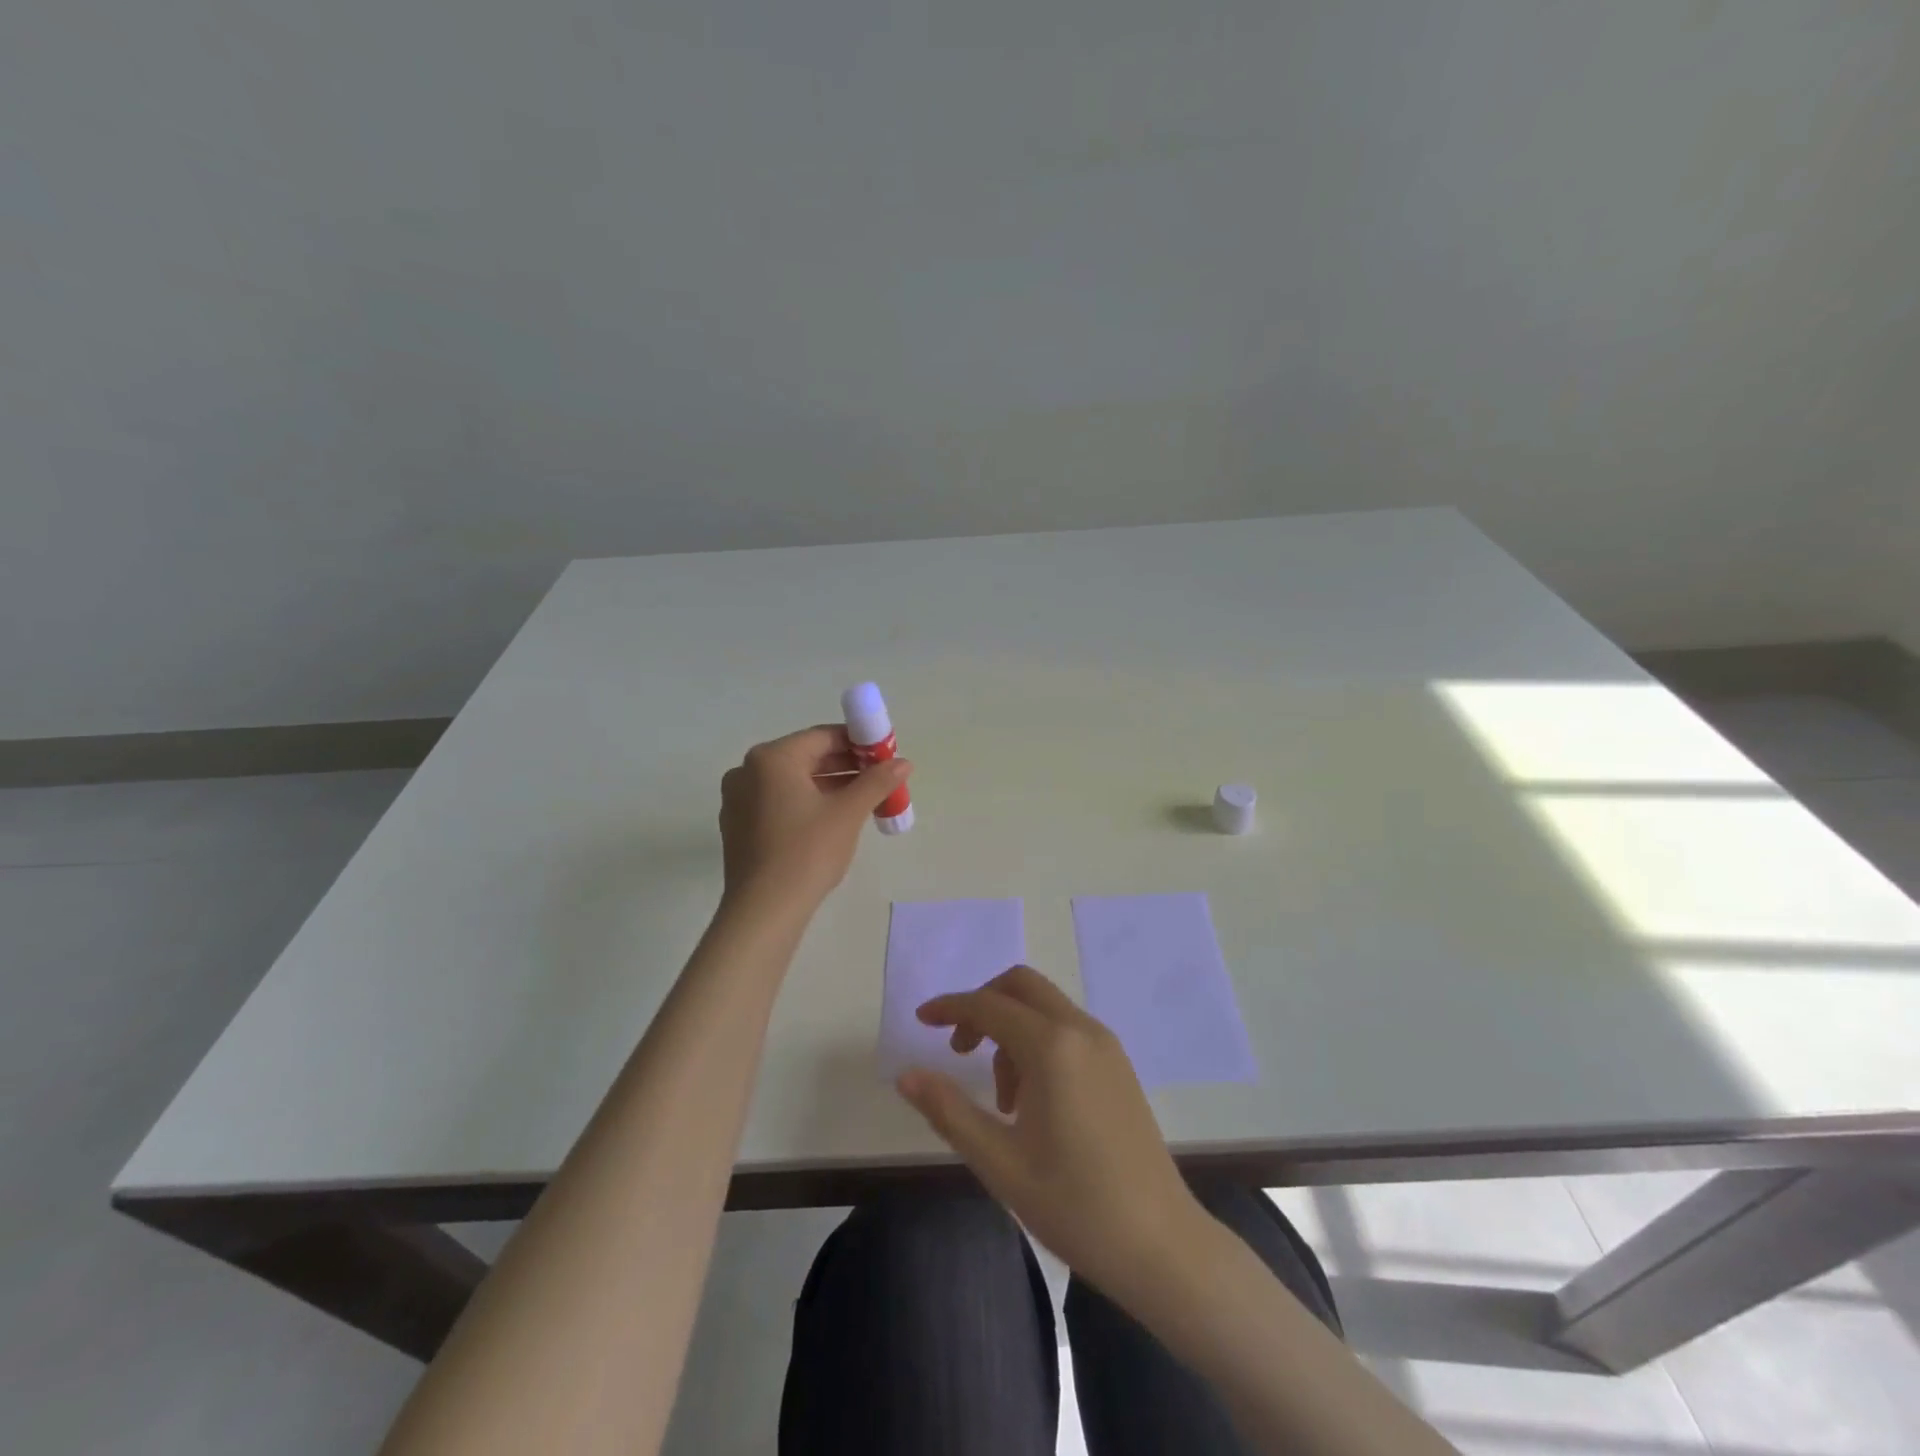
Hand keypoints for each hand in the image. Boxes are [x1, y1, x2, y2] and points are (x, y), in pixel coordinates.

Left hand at [719, 725, 910, 910]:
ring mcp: (738, 799)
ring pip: (792, 782)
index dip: (859, 743)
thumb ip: (877, 781)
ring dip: (828, 786)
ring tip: (863, 800)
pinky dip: (806, 804)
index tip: (885, 756)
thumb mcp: (848, 813)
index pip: (823, 737)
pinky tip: (831, 821)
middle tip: (879, 780)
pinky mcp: (738, 826)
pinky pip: (778, 802)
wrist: (764, 910)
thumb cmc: (807, 852)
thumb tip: (904, 762)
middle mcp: (747, 770)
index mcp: (772, 758)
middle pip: (806, 758)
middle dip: (845, 766)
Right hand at [896, 965, 1206, 1300]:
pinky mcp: (1119, 1064)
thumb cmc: (1074, 1205)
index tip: (921, 1020)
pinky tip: (1033, 1100)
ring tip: (1002, 1101)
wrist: (1161, 1244)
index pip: (988, 1005)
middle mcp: (1081, 1030)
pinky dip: (1038, 1041)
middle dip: (983, 1005)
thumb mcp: (999, 1162)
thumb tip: (906, 1074)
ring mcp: (1106, 1045)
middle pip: (1021, 986)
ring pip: (1044, 1007)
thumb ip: (948, 1110)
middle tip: (959, 1050)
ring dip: (1011, 1030)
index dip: (950, 1007)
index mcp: (1051, 1047)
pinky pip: (1067, 1029)